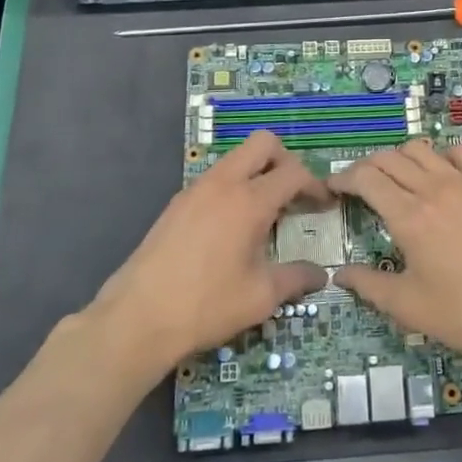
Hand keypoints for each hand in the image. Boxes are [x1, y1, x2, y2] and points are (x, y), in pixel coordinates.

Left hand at [87, 131, 327, 377]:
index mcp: (249, 201)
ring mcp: (195, 189)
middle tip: (294, 194)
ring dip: (257, 173)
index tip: (324, 205)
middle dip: (285, 161)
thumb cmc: (206, 306)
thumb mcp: (260, 297)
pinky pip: (215, 178)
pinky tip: (232, 227)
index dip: (315, 185)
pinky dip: (233, 188)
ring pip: (236, 158)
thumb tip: (320, 275)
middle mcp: (223, 184)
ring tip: (265, 213)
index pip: (293, 172)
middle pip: (263, 143)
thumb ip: (296, 278)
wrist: (137, 318)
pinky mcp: (177, 203)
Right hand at [330, 140, 461, 379]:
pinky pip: (460, 153)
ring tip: (394, 180)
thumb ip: (368, 285)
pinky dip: (442, 155)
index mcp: (409, 216)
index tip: (333, 189)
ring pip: (421, 149)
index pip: (366, 178)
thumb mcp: (407, 306)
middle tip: (358, 188)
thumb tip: (339, 274)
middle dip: (366, 167)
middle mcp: (434, 189)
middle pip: (389, 158)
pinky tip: (439, 176)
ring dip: (400, 158)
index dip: (343, 178)